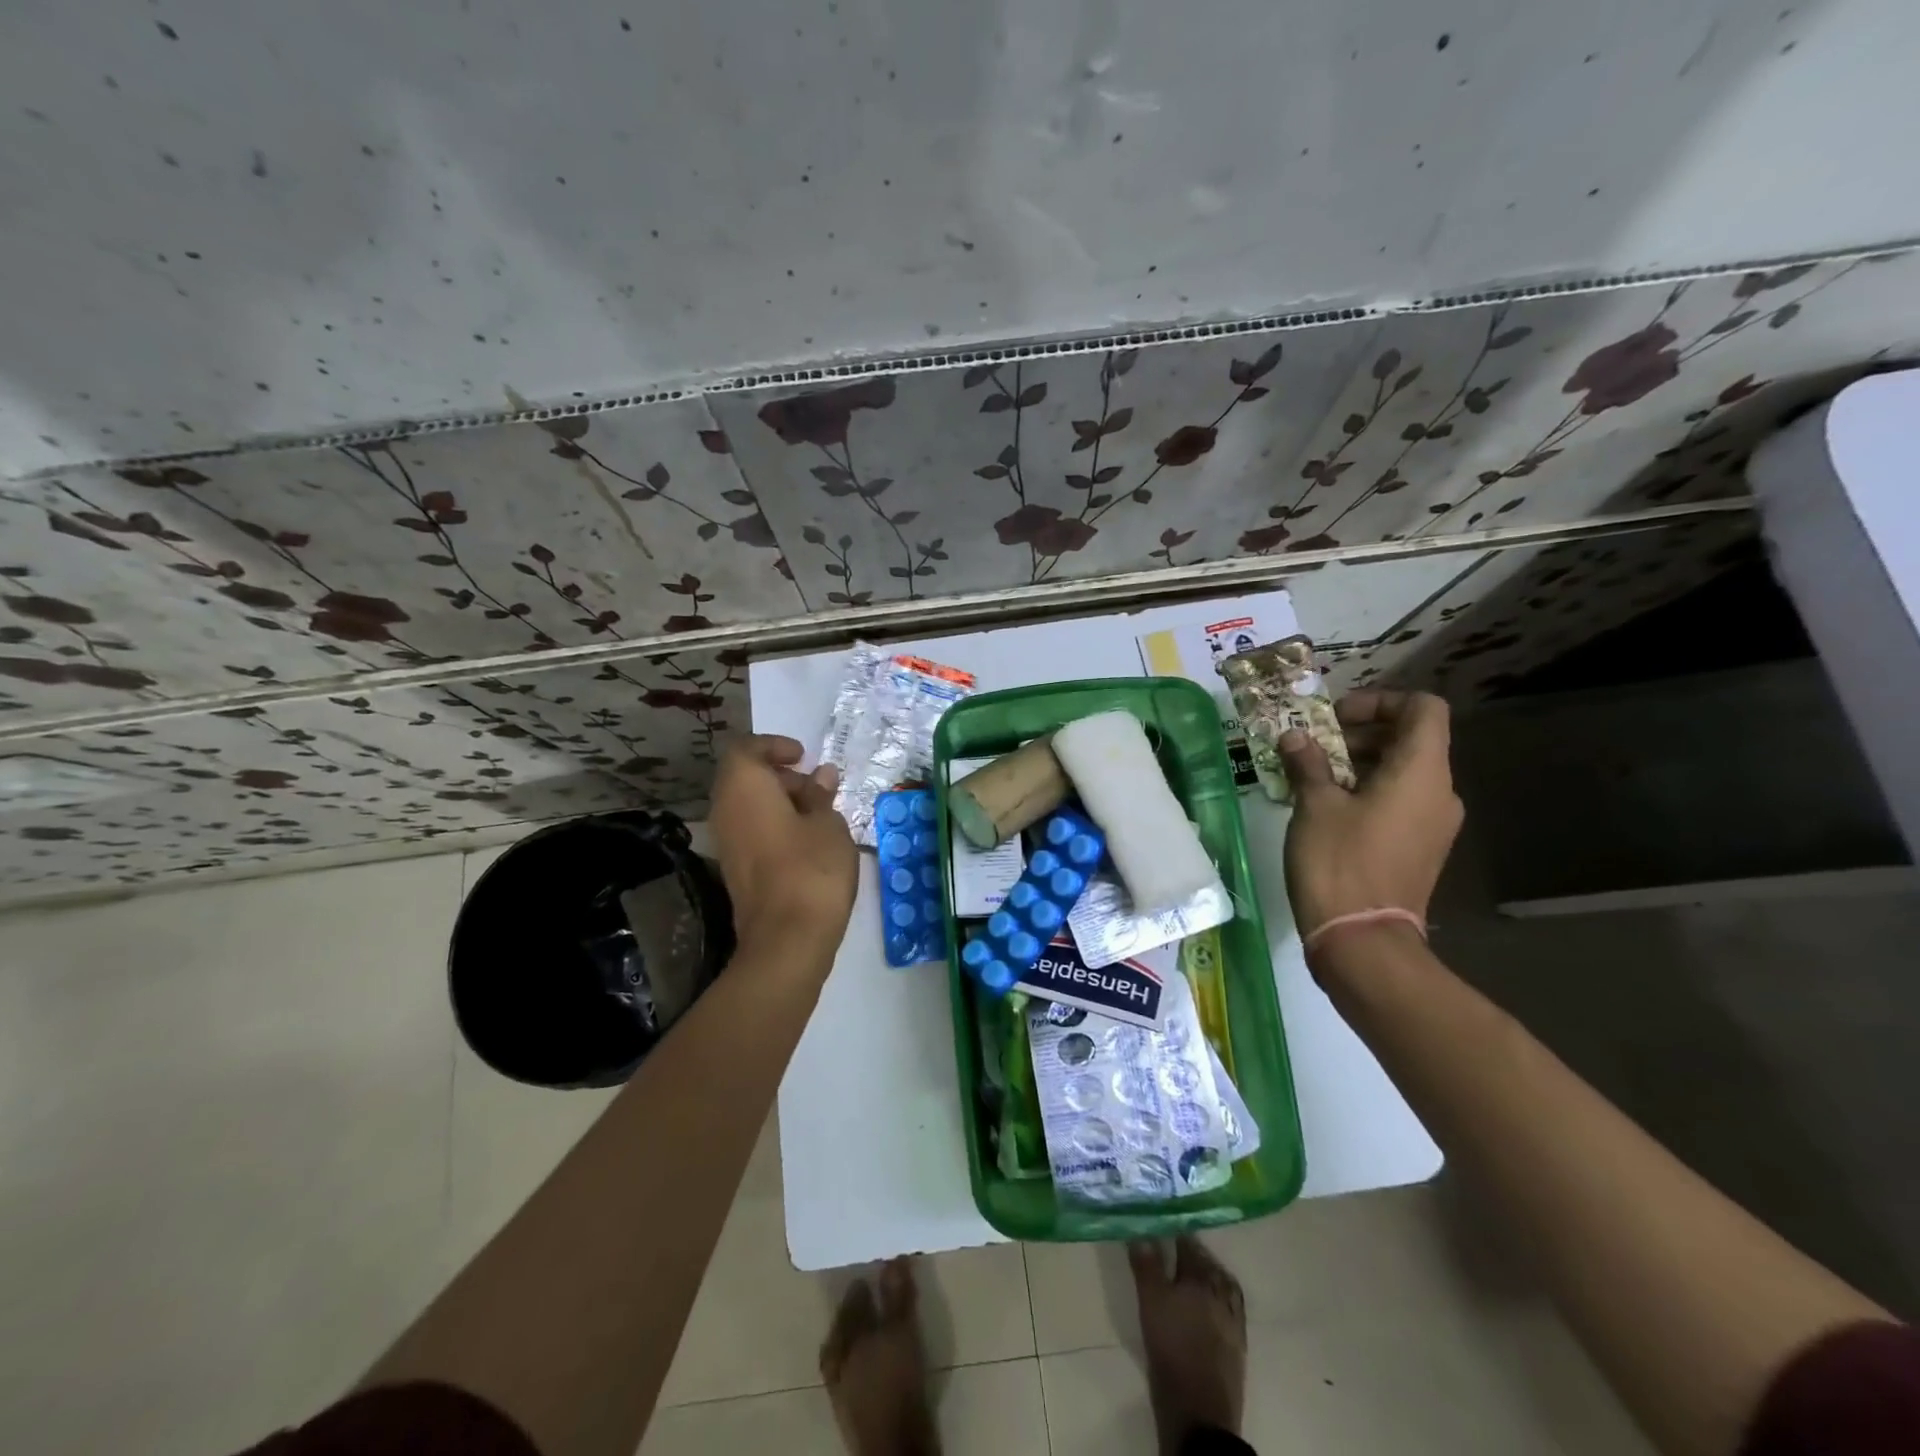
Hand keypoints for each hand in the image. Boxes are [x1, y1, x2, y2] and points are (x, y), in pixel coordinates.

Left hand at [709, 734, 858, 950]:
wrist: (786, 940)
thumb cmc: (811, 869)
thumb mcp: (829, 824)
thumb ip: (821, 796)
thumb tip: (820, 776)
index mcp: (744, 787)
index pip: (745, 749)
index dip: (774, 746)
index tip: (803, 757)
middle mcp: (725, 810)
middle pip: (744, 778)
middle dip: (780, 776)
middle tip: (818, 788)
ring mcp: (727, 843)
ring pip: (748, 807)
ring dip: (780, 804)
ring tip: (819, 816)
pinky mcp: (735, 870)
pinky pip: (751, 832)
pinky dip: (774, 827)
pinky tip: (808, 843)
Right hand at [1277, 690, 1462, 938]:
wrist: (1362, 940)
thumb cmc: (1339, 862)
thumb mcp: (1314, 805)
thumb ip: (1307, 763)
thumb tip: (1295, 738)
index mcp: (1422, 772)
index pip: (1423, 708)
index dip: (1381, 701)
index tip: (1336, 718)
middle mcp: (1440, 792)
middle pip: (1411, 739)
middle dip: (1360, 733)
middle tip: (1313, 747)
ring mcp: (1434, 824)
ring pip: (1403, 772)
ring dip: (1360, 764)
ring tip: (1312, 777)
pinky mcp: (1421, 848)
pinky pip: (1400, 802)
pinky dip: (1368, 791)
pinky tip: (1327, 809)